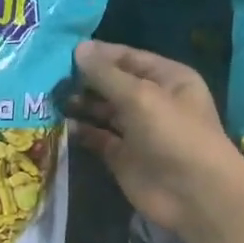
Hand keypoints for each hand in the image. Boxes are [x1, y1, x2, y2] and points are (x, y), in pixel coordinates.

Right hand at [67, 40, 237, 232]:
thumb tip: (78, 48)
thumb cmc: (174, 135)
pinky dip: (81, 131)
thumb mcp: (140, 96)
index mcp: (167, 78)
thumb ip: (106, 74)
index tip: (64, 52)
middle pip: (112, 84)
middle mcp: (152, 101)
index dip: (98, 54)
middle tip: (49, 77)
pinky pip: (97, 138)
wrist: (194, 194)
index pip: (128, 58)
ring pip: (103, 111)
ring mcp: (137, 130)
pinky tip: (61, 124)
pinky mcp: (122, 157)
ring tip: (51, 99)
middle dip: (84, 80)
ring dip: (79, 105)